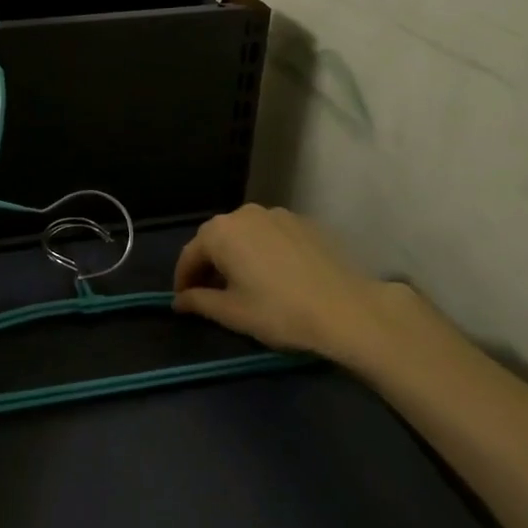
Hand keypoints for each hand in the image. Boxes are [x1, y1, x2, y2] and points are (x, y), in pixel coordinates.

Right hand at [172, 204, 427, 369]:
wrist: (348, 310)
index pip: (190, 254)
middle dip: (208, 264)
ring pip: (244, 234)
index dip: (183, 279)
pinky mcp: (303, 223)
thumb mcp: (233, 313)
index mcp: (220, 232)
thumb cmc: (280, 312)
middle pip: (216, 239)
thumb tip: (179, 300)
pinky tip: (274, 274)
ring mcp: (276, 214)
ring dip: (236, 255)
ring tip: (243, 283)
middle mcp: (244, 214)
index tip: (182, 301)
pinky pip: (270, 235)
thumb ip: (199, 302)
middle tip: (210, 293)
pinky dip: (263, 251)